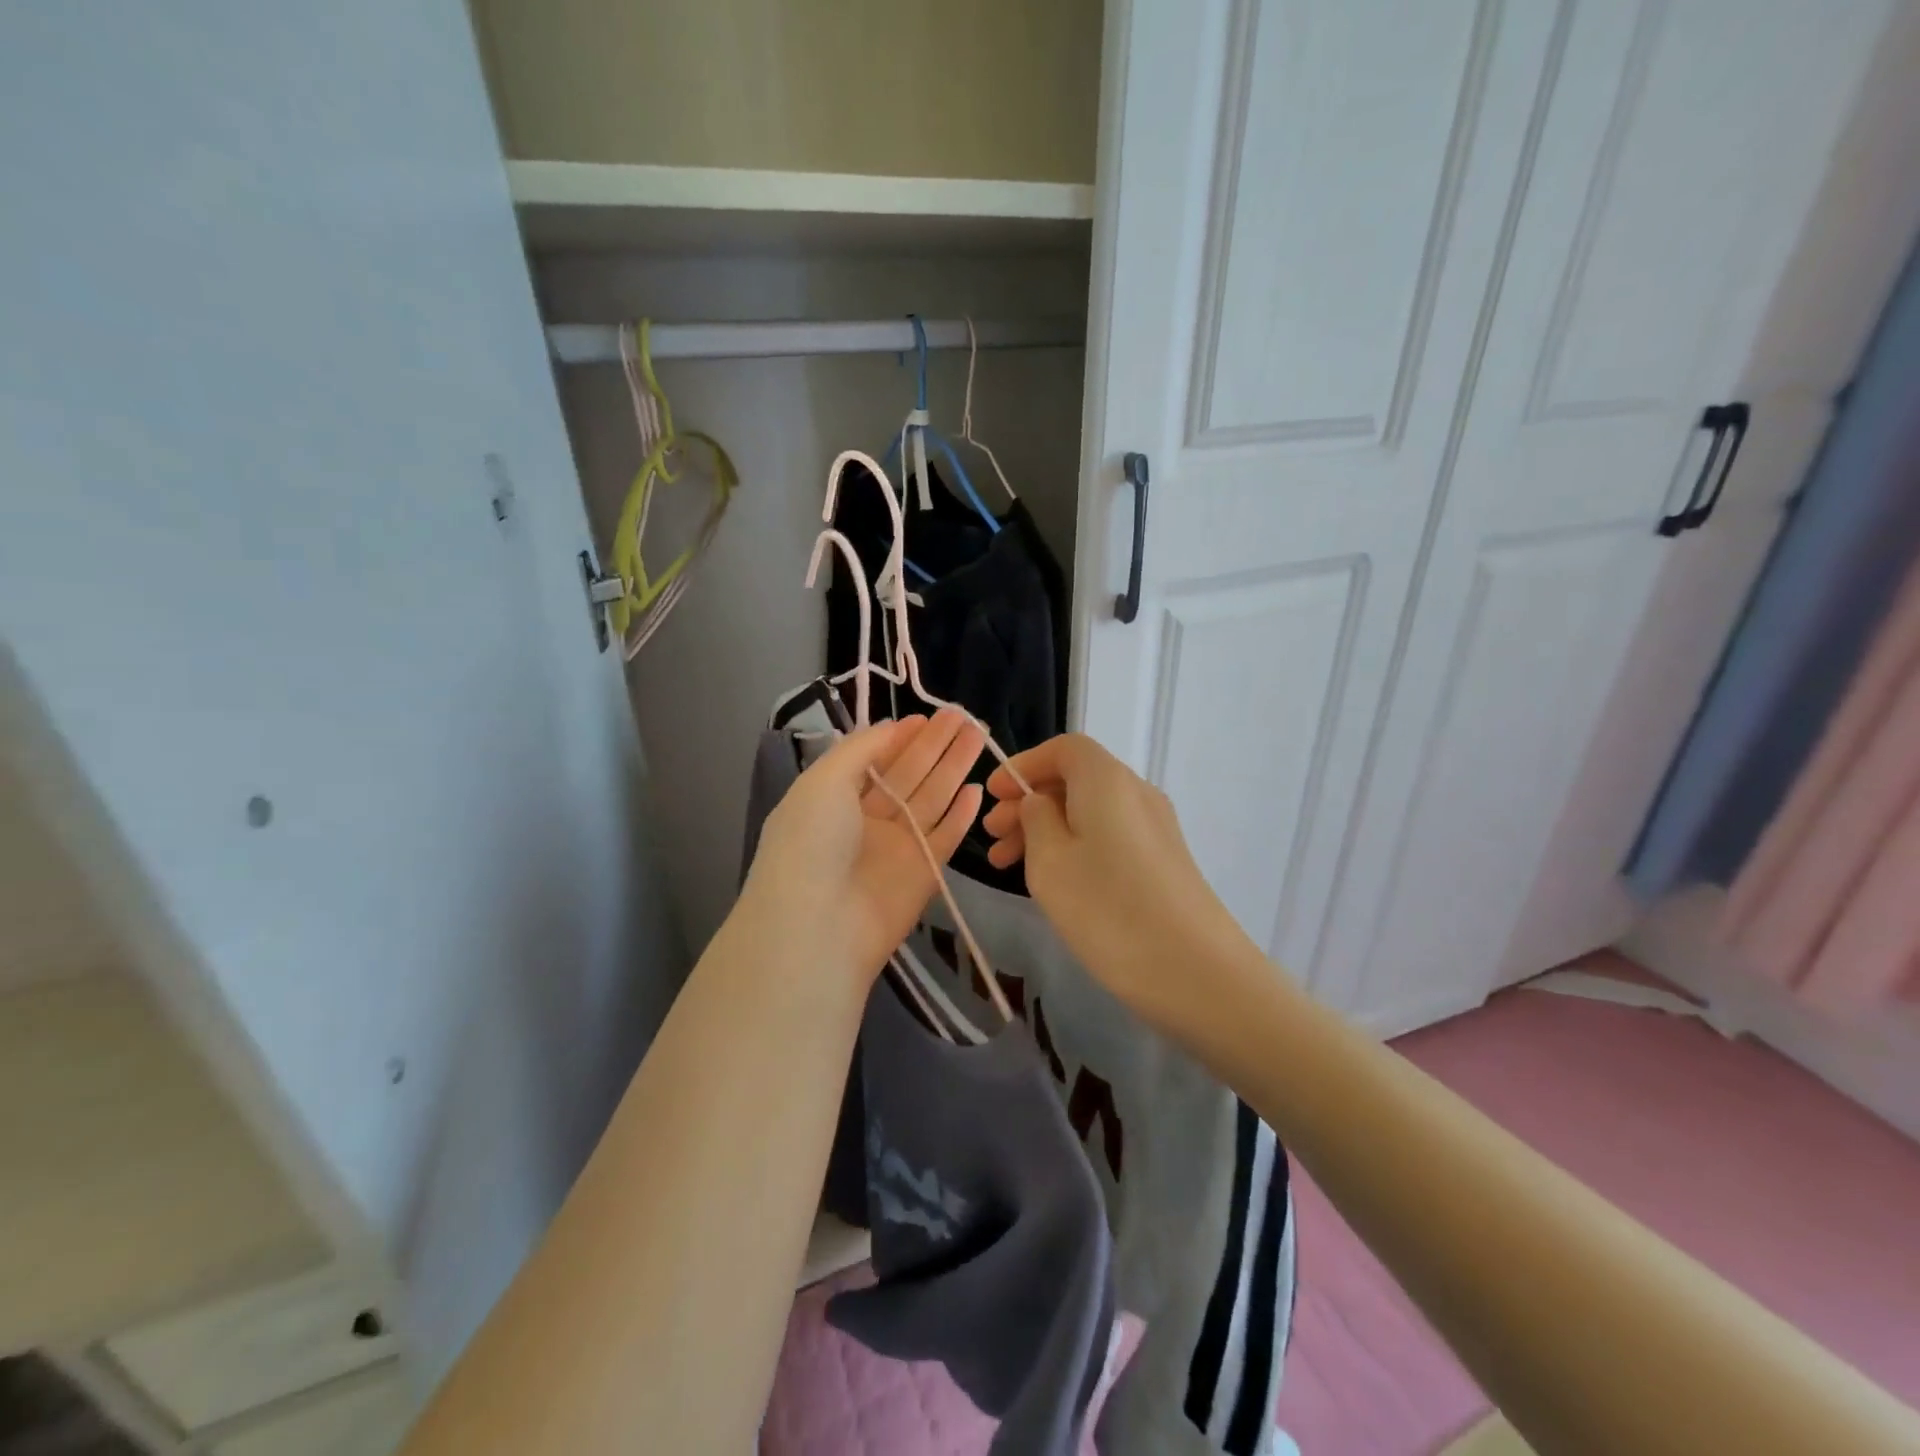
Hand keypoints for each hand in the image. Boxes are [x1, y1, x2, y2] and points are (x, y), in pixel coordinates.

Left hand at [740, 710, 985, 994]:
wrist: (818, 927)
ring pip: (932, 800)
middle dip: (935, 745)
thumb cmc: (811, 843)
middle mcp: (866, 821)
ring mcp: (896, 848)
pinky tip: (977, 789)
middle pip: (909, 775)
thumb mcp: (823, 781)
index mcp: (834, 799)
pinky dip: (961, 815)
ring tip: (978, 736)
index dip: (901, 738)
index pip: (875, 760)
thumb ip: (861, 749)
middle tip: (964, 717)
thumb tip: (892, 728)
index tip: (928, 716)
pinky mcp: (924, 874)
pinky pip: (946, 837)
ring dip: (954, 768)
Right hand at [981, 734, 1253, 1029]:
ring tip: (1009, 866)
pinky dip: (1075, 847)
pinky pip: (1109, 836)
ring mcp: (1155, 827)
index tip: (995, 795)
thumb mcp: (1049, 861)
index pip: (1064, 748)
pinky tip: (1054, 881)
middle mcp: (1136, 792)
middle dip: (1029, 803)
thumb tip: (1041, 801)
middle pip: (1075, 780)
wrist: (1195, 971)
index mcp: (1107, 779)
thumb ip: (1035, 819)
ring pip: (1090, 812)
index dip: (1025, 765)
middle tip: (993, 838)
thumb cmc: (1107, 909)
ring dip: (1047, 829)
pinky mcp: (1164, 860)